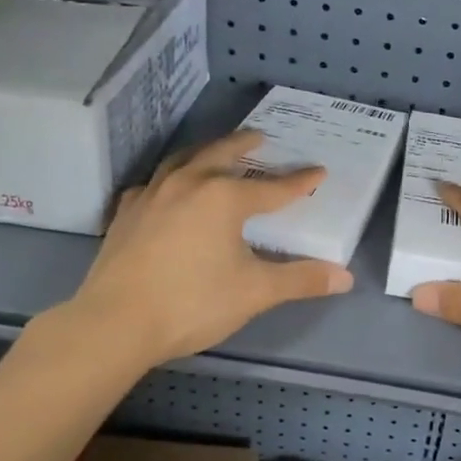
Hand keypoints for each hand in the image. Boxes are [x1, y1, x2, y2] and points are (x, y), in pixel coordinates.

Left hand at [33, 131, 353, 368]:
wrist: (115, 323)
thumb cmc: (192, 303)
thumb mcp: (255, 292)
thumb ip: (300, 280)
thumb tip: (345, 277)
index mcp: (223, 198)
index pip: (273, 188)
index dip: (299, 182)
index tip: (319, 171)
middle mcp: (188, 184)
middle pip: (222, 154)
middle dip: (244, 145)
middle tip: (260, 138)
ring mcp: (152, 195)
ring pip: (183, 160)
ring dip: (205, 152)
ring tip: (216, 152)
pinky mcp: (126, 212)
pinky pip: (152, 183)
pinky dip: (168, 179)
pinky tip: (168, 189)